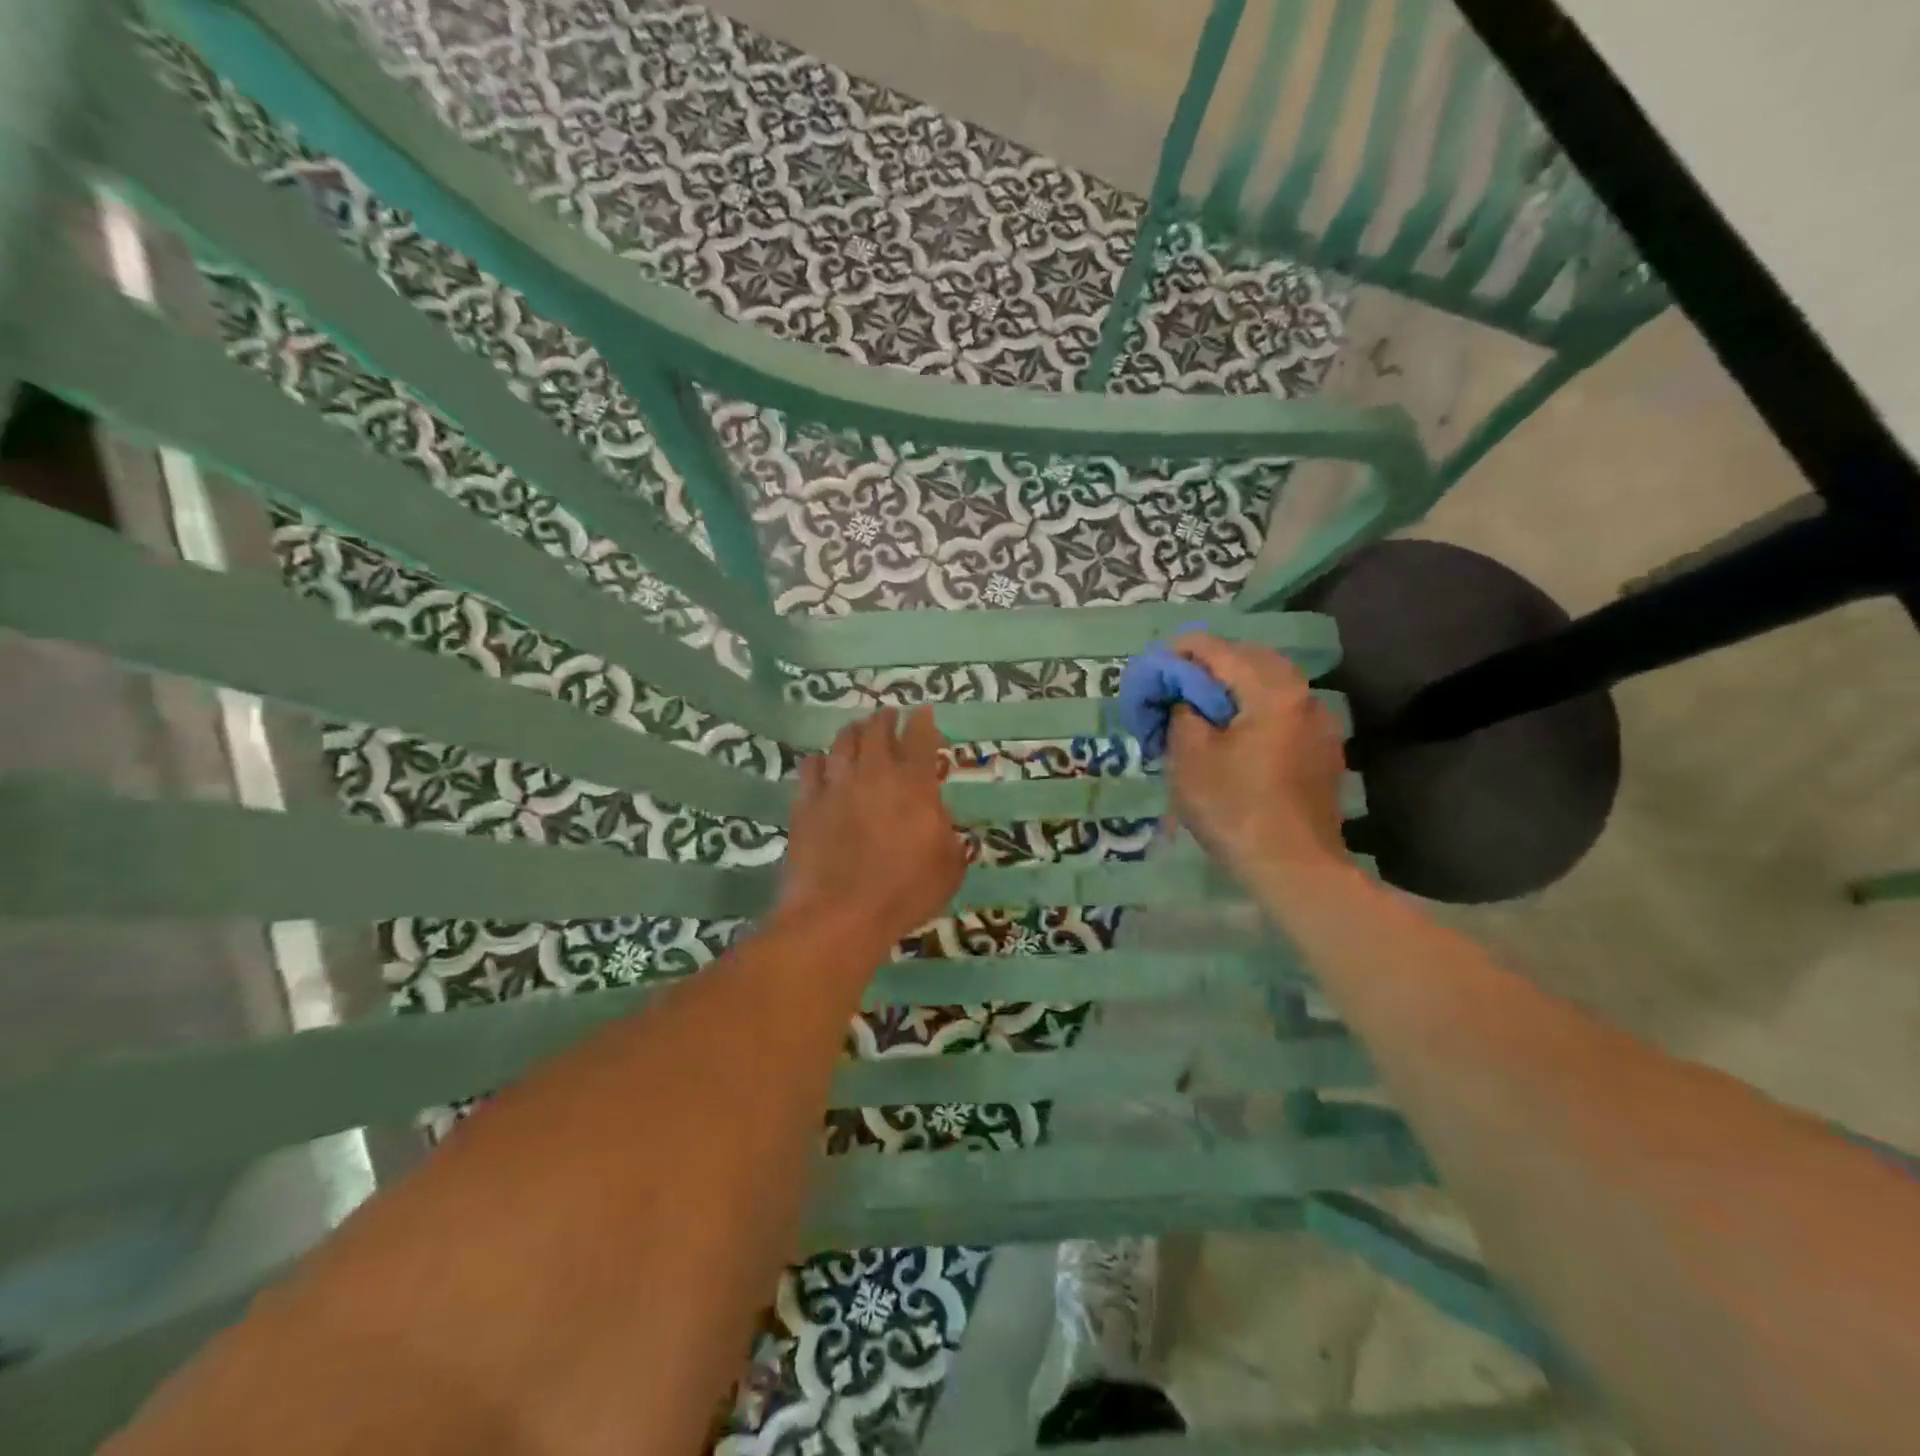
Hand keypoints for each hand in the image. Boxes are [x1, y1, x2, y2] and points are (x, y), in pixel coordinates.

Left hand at [777, 706, 965, 948]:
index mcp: (914, 785)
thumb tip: (940, 822)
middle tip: (888, 716)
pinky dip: (818, 761)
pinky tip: (820, 763)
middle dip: (884, 719)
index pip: (919, 738)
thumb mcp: (949, 868)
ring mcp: (836, 787)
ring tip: (856, 730)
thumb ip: (949, 836)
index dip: (922, 721)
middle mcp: (874, 774)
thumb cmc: (905, 893)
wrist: (840, 915)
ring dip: (852, 732)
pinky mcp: (805, 805)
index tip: (923, 712)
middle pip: (876, 731)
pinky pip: (810, 769)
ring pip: (841, 743)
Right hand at [1165, 634, 1347, 889]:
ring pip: (1272, 682)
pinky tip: (1236, 730)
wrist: (1294, 867)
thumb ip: (1181, 712)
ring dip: (1236, 683)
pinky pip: (1284, 709)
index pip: (1219, 650)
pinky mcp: (1324, 748)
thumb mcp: (1189, 758)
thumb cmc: (1235, 810)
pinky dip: (1255, 705)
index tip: (1154, 664)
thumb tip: (1181, 696)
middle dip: (1211, 663)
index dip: (1181, 651)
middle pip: (1251, 658)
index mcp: (1271, 691)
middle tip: (1176, 682)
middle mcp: (1303, 695)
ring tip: (1203, 705)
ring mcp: (1320, 722)